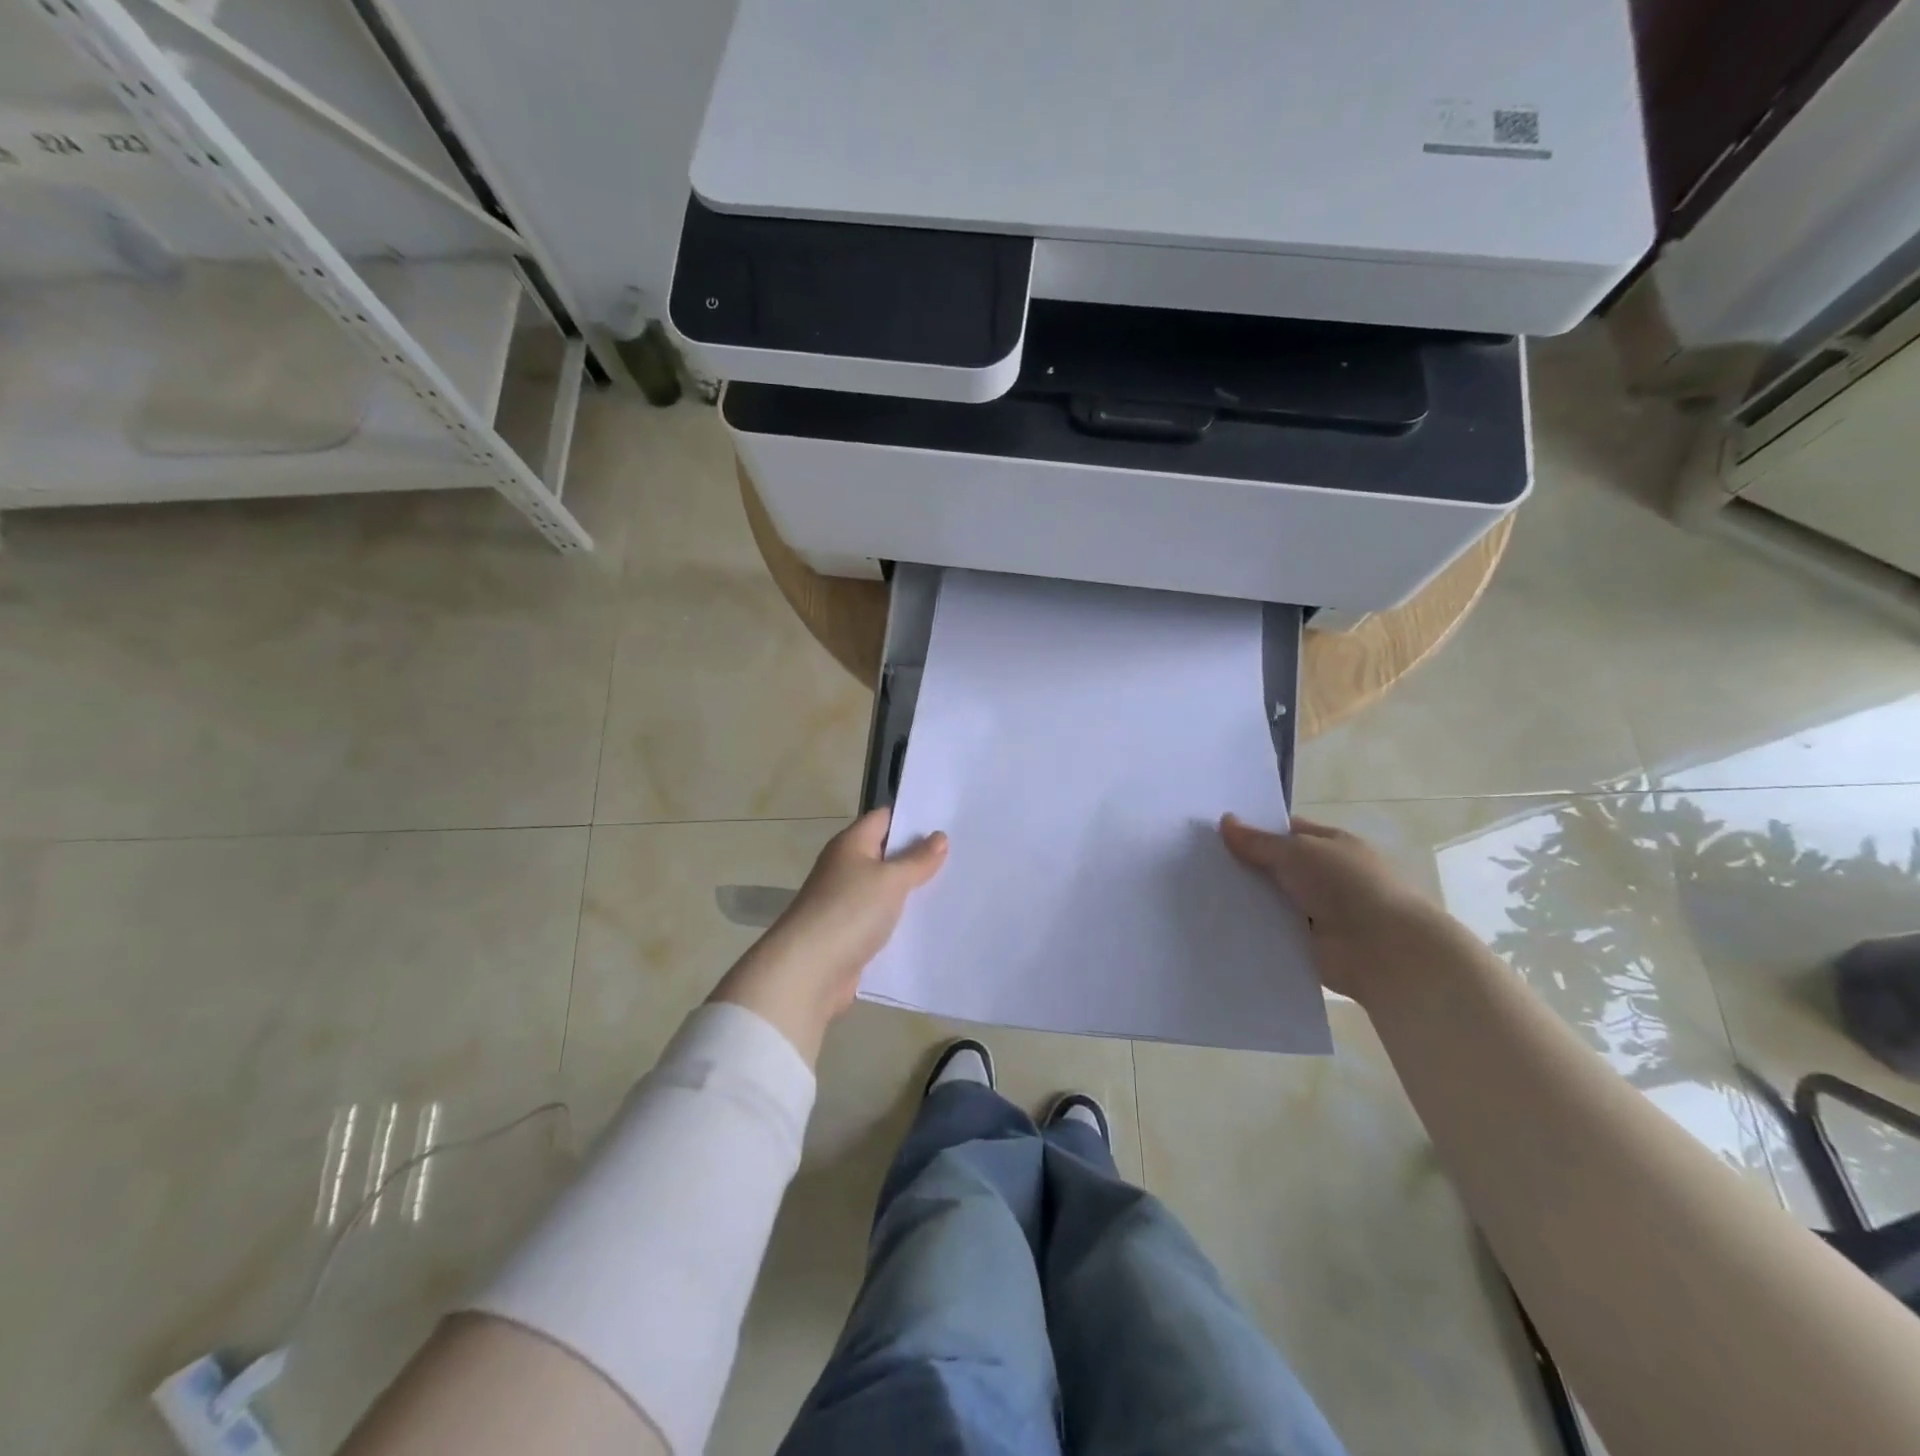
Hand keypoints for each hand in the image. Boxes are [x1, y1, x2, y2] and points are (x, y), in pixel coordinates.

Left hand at [710, 809, 947, 1062]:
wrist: (808, 972)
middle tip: (962, 855)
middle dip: (920, 856)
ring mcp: (847, 903)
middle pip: (887, 854)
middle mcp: (847, 868)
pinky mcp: (851, 935)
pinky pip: (883, 920)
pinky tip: (931, 925)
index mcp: (851, 844)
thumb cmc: (849, 911)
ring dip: (914, 892)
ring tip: (956, 888)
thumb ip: (917, 860)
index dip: (914, 818)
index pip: (884, 818)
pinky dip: (903, 922)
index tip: (949, 821)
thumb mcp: (890, 880)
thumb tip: (939, 836)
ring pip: (888, 890)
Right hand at [1220, 813, 1453, 1003]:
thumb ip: (1258, 841)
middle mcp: (1325, 875)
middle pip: (1276, 866)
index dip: (1254, 830)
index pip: (1287, 831)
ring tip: (1199, 894)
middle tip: (1199, 863)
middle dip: (1244, 866)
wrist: (1382, 949)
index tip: (1215, 833)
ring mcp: (1318, 910)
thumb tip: (1225, 821)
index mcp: (1331, 844)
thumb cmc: (1345, 885)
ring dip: (1247, 899)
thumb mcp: (1296, 851)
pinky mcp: (1308, 943)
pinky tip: (1220, 925)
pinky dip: (1253, 929)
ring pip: (1272, 899)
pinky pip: (1273, 931)